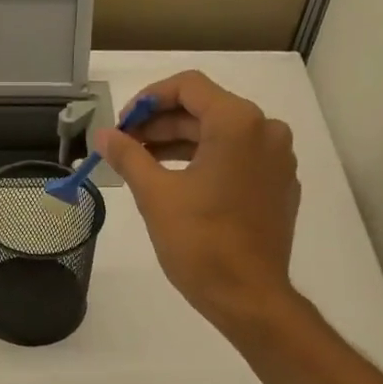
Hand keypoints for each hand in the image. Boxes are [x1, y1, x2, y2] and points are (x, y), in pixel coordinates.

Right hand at [95, 70, 301, 330]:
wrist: (248, 296)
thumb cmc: (200, 244)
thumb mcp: (155, 197)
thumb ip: (128, 157)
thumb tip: (103, 135)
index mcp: (238, 123)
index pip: (188, 86)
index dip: (148, 100)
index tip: (121, 126)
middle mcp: (266, 131)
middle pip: (206, 111)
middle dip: (162, 126)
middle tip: (125, 148)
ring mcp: (278, 161)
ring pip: (223, 137)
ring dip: (182, 145)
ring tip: (145, 166)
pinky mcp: (279, 188)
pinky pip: (240, 161)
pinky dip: (209, 164)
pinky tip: (182, 187)